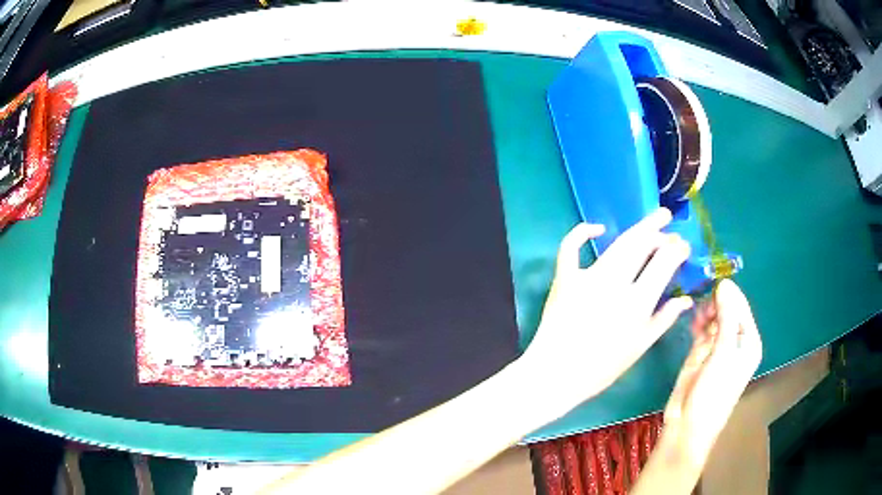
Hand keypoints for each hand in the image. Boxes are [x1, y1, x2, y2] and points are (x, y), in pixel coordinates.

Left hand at [522, 208, 693, 410]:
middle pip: (641, 245)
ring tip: (652, 219)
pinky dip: (582, 232)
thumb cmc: (601, 368)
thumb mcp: (639, 347)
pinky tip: (598, 227)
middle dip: (658, 229)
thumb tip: (686, 299)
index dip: (676, 249)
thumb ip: (664, 319)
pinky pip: (571, 248)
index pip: (663, 263)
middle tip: (667, 219)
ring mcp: (587, 277)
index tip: (683, 245)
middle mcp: (615, 283)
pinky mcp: (564, 278)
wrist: (555, 374)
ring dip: (637, 228)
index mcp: (637, 302)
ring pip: (617, 243)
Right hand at [660, 279, 762, 471]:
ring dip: (705, 312)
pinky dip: (697, 323)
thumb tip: (725, 283)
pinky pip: (702, 329)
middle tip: (702, 303)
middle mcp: (735, 340)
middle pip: (727, 310)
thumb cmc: (714, 391)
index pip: (741, 307)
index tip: (713, 280)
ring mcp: (717, 347)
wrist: (688, 424)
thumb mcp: (723, 353)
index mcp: (748, 341)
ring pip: (713, 318)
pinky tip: (693, 322)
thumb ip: (726, 317)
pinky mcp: (701, 353)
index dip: (729, 293)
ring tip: (697, 317)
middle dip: (715, 303)